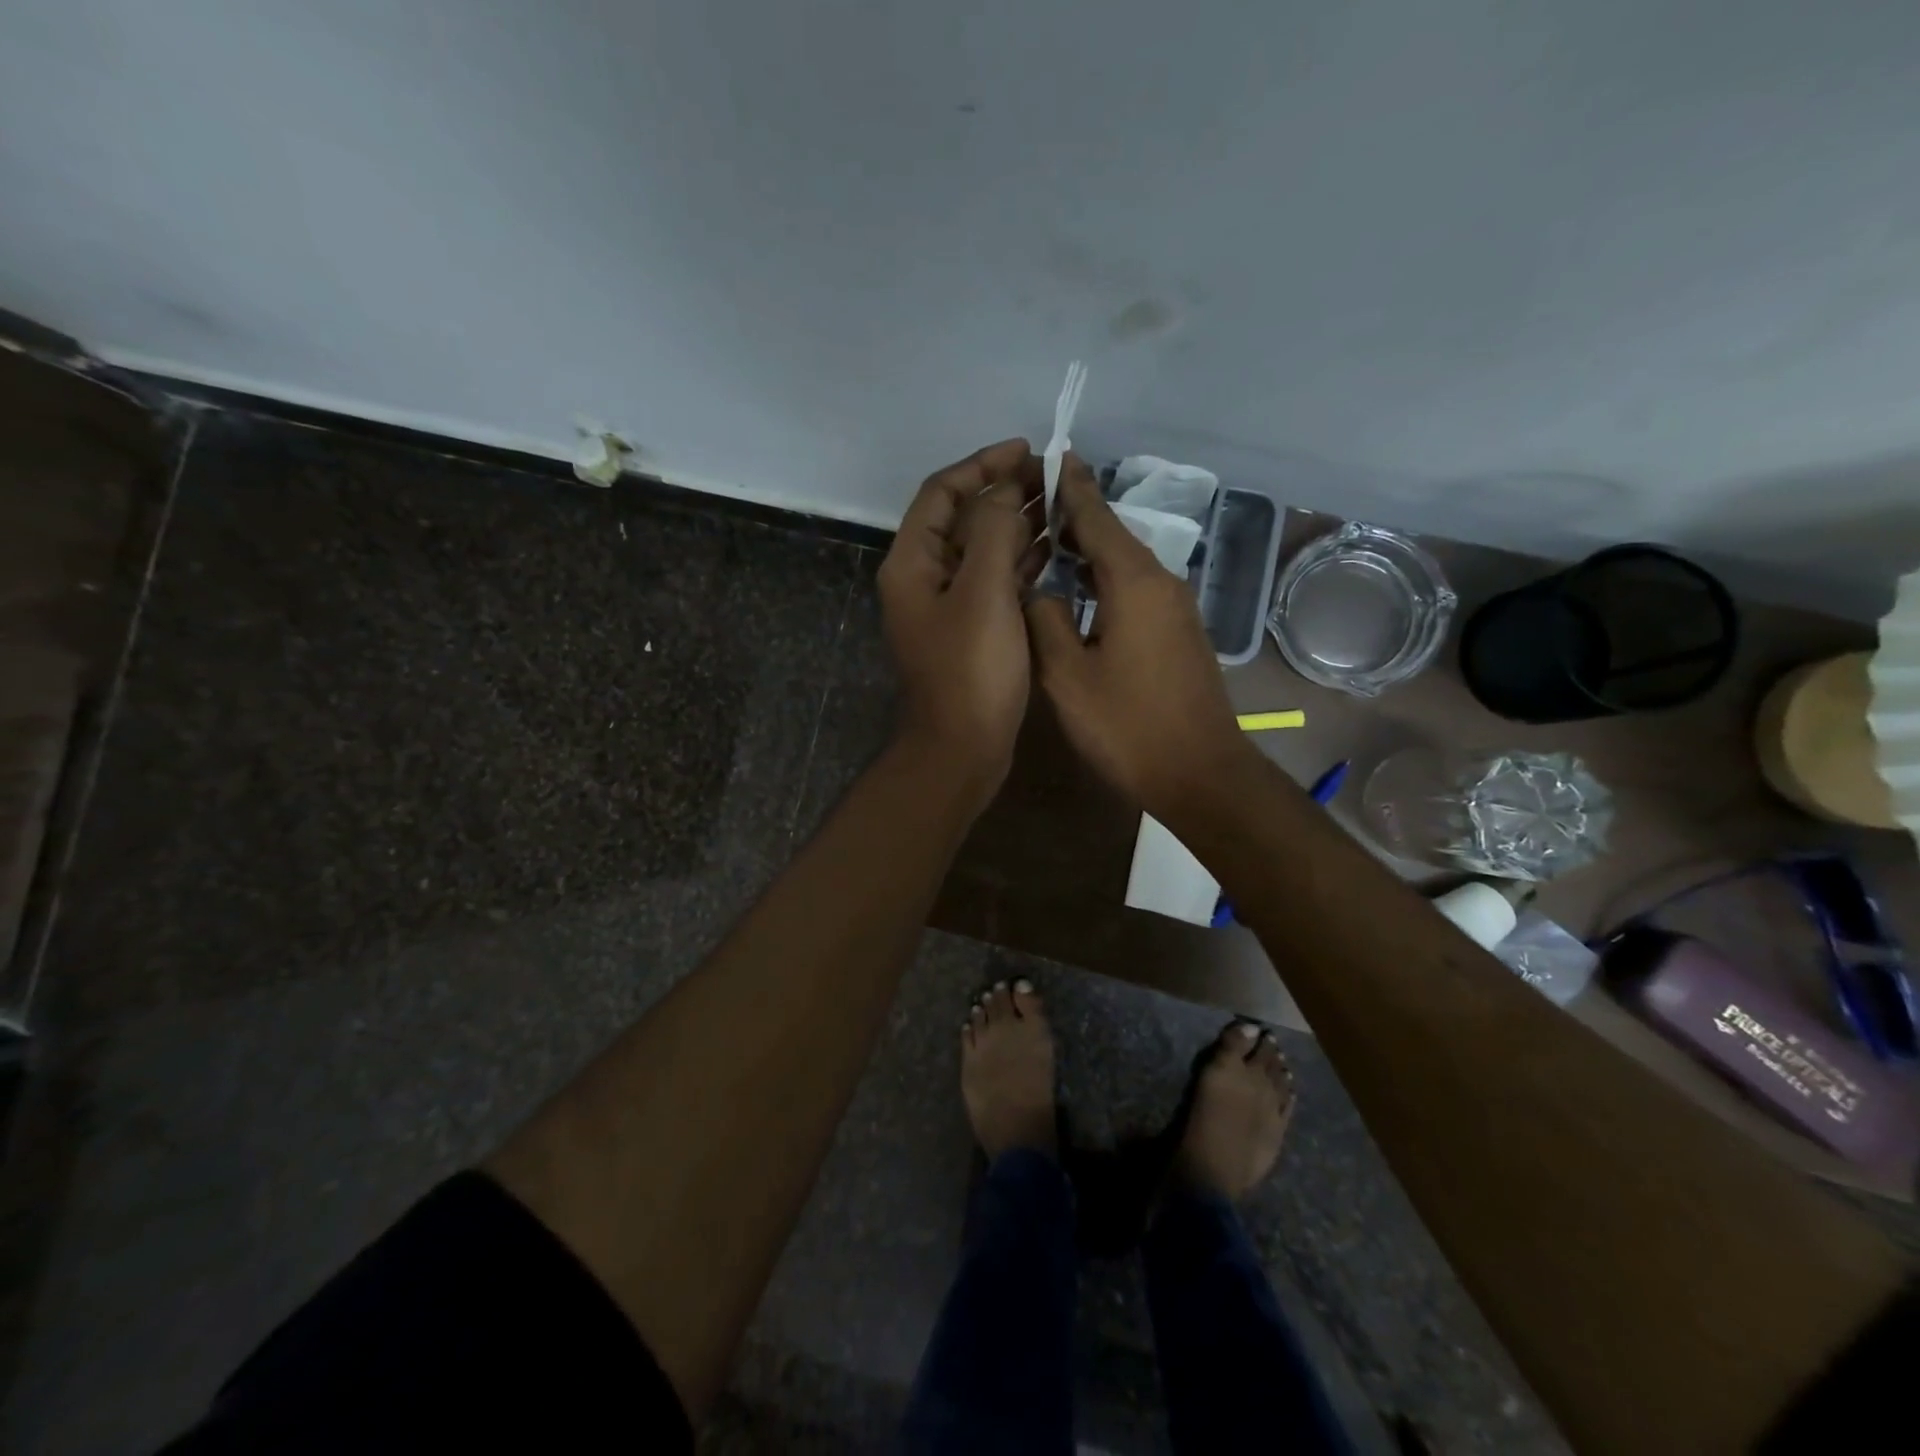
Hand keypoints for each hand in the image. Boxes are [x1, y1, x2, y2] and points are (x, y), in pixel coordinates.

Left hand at [878, 439, 1044, 800]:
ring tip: (1061, 506)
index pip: (941, 493)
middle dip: (1005, 493)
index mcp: (913, 563)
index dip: (982, 465)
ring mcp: (948, 608)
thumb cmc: (970, 671)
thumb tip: (1005, 491)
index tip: (1026, 451)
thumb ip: (995, 532)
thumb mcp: (983, 593)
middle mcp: (924, 579)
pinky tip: (1054, 551)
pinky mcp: (971, 632)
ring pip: (982, 551)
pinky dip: (1020, 563)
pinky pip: (995, 583)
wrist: (961, 750)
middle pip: (962, 520)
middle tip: (1054, 479)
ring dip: (1017, 526)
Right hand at [1025, 456, 1251, 816]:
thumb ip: (1044, 620)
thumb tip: (1037, 590)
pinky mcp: (1179, 632)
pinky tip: (1079, 592)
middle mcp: (1161, 582)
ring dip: (1088, 551)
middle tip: (1029, 506)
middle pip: (1112, 534)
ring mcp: (1176, 607)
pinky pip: (1136, 588)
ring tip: (1046, 545)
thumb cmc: (1128, 726)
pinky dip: (1105, 579)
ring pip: (1125, 563)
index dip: (1069, 485)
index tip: (1049, 455)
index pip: (1096, 515)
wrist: (1200, 773)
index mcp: (1133, 581)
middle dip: (1073, 516)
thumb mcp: (1067, 675)